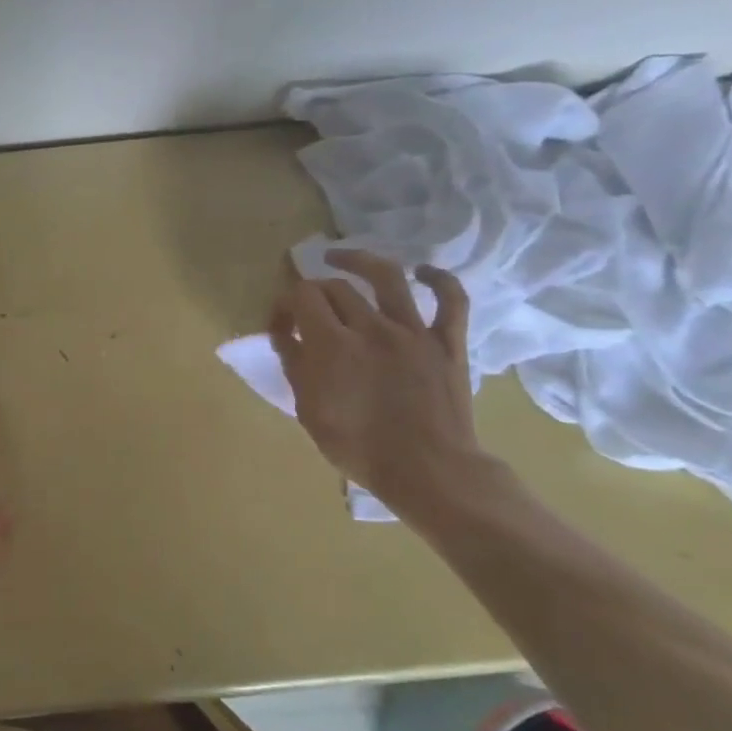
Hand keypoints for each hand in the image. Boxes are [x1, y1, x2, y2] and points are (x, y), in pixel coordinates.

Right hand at [266, 249, 482, 507]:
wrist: (428, 472)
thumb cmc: (359, 448)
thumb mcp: (309, 410)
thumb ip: (295, 365)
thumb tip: (284, 332)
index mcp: (332, 345)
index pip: (301, 296)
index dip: (284, 303)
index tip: (280, 324)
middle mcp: (371, 327)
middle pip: (335, 287)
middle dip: (313, 291)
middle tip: (307, 309)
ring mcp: (414, 331)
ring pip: (386, 276)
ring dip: (359, 260)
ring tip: (340, 258)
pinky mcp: (447, 342)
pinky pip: (450, 299)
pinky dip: (437, 278)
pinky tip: (421, 272)